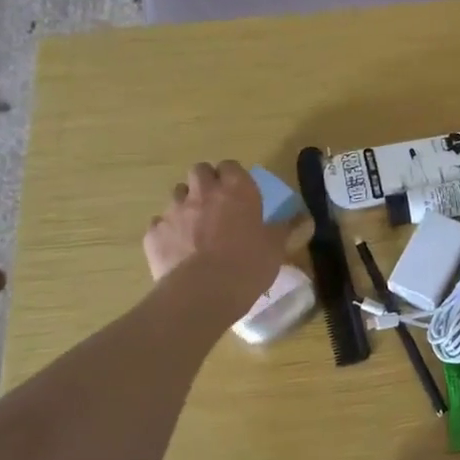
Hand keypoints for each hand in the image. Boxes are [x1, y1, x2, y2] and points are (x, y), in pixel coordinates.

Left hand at [142, 162, 289, 315]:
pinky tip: (178, 250)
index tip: (240, 192)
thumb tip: (306, 218)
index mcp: (237, 190)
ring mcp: (174, 211)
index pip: (231, 166)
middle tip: (216, 203)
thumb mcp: (276, 247)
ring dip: (186, 204)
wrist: (203, 292)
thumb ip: (288, 228)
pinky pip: (160, 224)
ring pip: (177, 195)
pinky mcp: (154, 233)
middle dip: (206, 182)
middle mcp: (203, 193)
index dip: (234, 176)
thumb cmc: (248, 265)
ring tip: (196, 227)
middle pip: (199, 171)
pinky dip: (168, 232)